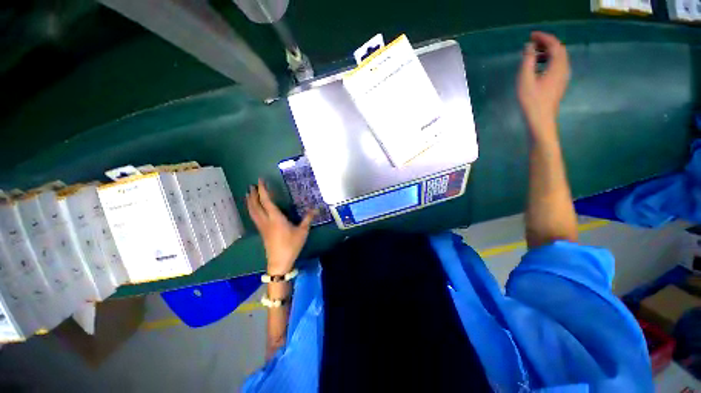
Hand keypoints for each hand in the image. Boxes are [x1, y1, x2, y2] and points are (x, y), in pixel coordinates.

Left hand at [246, 178, 315, 274]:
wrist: (279, 262)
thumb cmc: (291, 245)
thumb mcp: (302, 231)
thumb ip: (308, 219)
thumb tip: (316, 209)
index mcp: (275, 218)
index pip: (266, 201)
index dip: (263, 190)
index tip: (260, 180)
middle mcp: (266, 220)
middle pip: (255, 205)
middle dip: (253, 194)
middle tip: (251, 185)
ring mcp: (262, 226)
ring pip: (252, 211)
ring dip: (249, 201)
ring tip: (248, 194)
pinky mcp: (261, 232)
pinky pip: (253, 217)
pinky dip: (251, 209)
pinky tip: (253, 209)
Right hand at [517, 31, 570, 137]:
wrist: (540, 120)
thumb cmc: (531, 101)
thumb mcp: (525, 79)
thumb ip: (527, 61)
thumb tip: (529, 46)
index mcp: (557, 65)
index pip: (554, 44)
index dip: (544, 37)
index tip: (531, 36)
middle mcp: (563, 68)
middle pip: (558, 50)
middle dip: (546, 43)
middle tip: (531, 43)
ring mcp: (563, 77)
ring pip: (558, 58)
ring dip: (546, 53)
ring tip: (532, 55)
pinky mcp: (559, 84)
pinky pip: (556, 66)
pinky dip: (547, 61)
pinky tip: (537, 67)